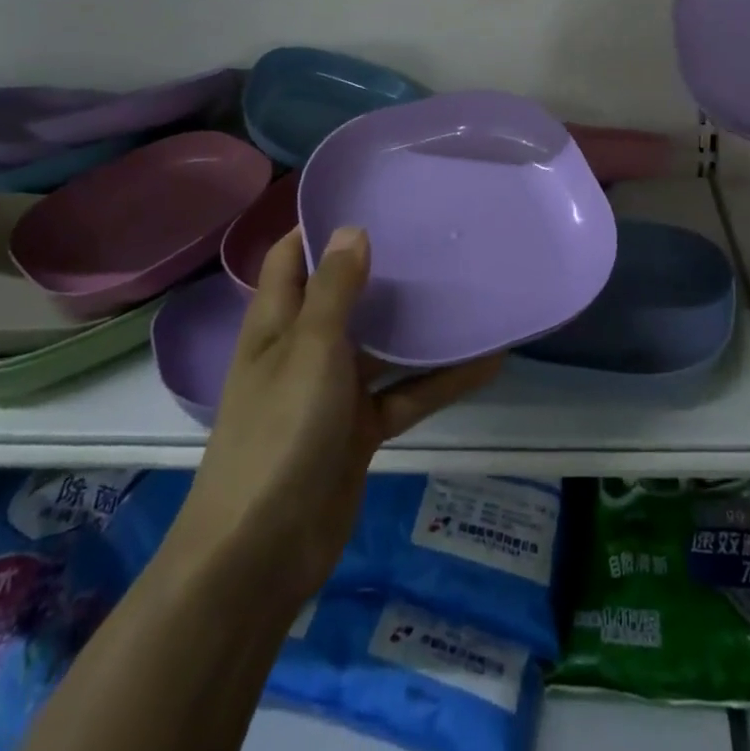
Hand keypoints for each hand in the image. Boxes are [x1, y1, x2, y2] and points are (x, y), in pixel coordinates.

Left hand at [168, 227, 501, 601]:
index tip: (367, 196)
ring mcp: (333, 392)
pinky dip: (441, 380)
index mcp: (277, 324)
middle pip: (344, 297)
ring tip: (469, 289)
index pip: (291, 258)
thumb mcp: (310, 350)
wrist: (261, 554)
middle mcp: (303, 350)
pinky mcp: (360, 430)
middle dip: (382, 270)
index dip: (318, 226)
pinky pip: (406, 394)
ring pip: (383, 346)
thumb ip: (334, 290)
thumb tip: (354, 229)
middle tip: (434, 235)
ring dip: (420, 327)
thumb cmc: (280, 432)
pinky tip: (488, 362)